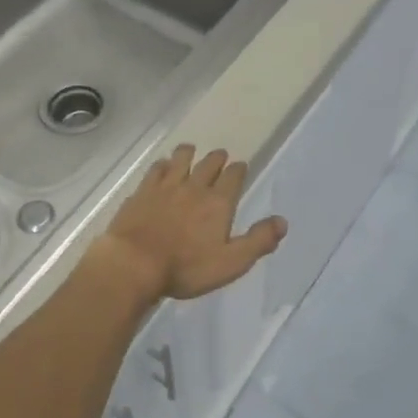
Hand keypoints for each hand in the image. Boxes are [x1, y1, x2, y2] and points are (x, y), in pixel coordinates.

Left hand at [99, 145, 285, 301]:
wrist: (134, 263)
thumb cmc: (186, 267)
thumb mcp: (231, 262)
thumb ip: (257, 241)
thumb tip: (282, 221)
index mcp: (218, 203)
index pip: (233, 177)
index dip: (238, 170)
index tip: (240, 166)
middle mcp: (194, 187)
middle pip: (208, 165)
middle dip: (217, 159)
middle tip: (220, 155)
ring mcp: (165, 187)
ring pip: (180, 160)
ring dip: (188, 153)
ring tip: (190, 150)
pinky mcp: (142, 192)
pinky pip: (155, 170)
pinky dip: (162, 164)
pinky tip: (162, 165)